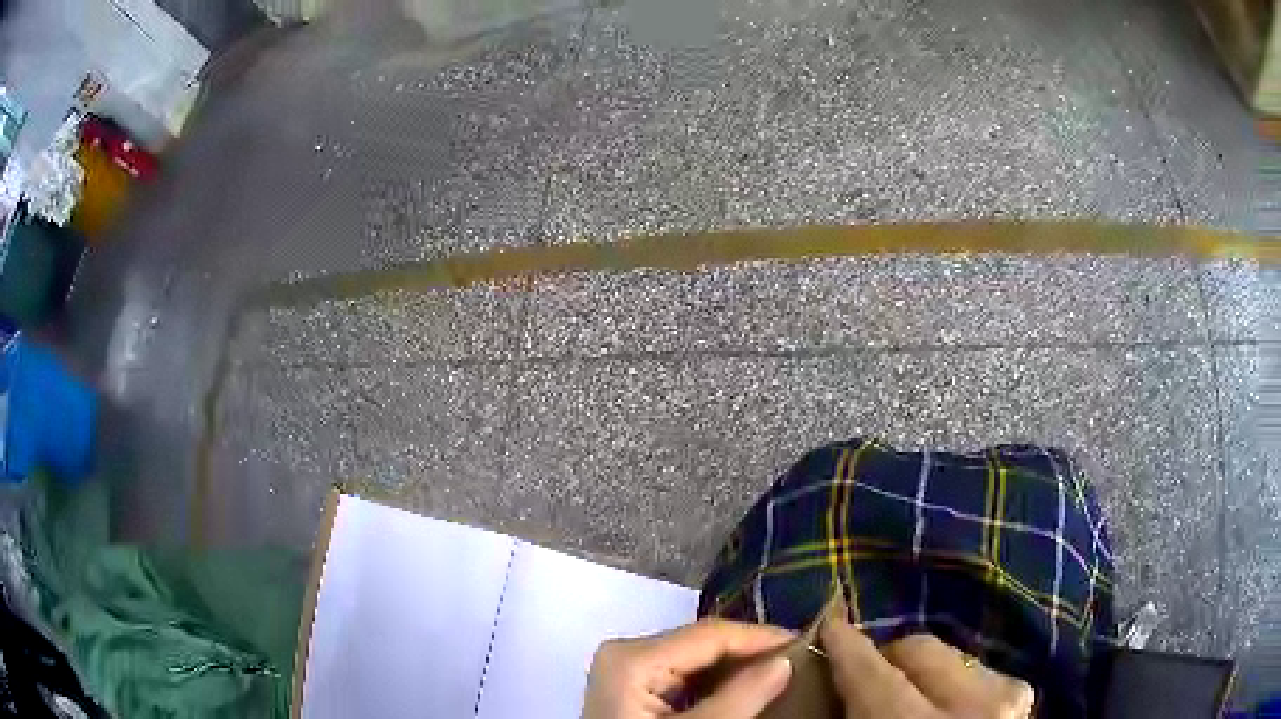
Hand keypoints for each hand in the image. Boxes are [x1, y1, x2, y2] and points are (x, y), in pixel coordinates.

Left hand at [583, 618, 793, 718]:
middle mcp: (626, 653)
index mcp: (633, 657)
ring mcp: (627, 671)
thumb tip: (784, 661)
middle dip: (752, 652)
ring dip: (738, 667)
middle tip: (801, 660)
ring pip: (696, 658)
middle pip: (703, 643)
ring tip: (783, 672)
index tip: (808, 644)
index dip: (762, 637)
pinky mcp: (632, 688)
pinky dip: (717, 682)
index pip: (711, 633)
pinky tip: (746, 689)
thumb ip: (740, 697)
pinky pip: (684, 675)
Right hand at [821, 614, 1033, 717]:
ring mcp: (1005, 696)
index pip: (874, 674)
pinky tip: (942, 709)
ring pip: (949, 655)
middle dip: (887, 656)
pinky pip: (976, 669)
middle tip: (865, 678)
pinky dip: (952, 683)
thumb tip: (833, 688)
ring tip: (907, 700)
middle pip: (918, 650)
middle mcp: (970, 706)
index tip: (829, 627)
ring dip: (921, 672)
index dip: (846, 647)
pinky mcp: (1022, 695)